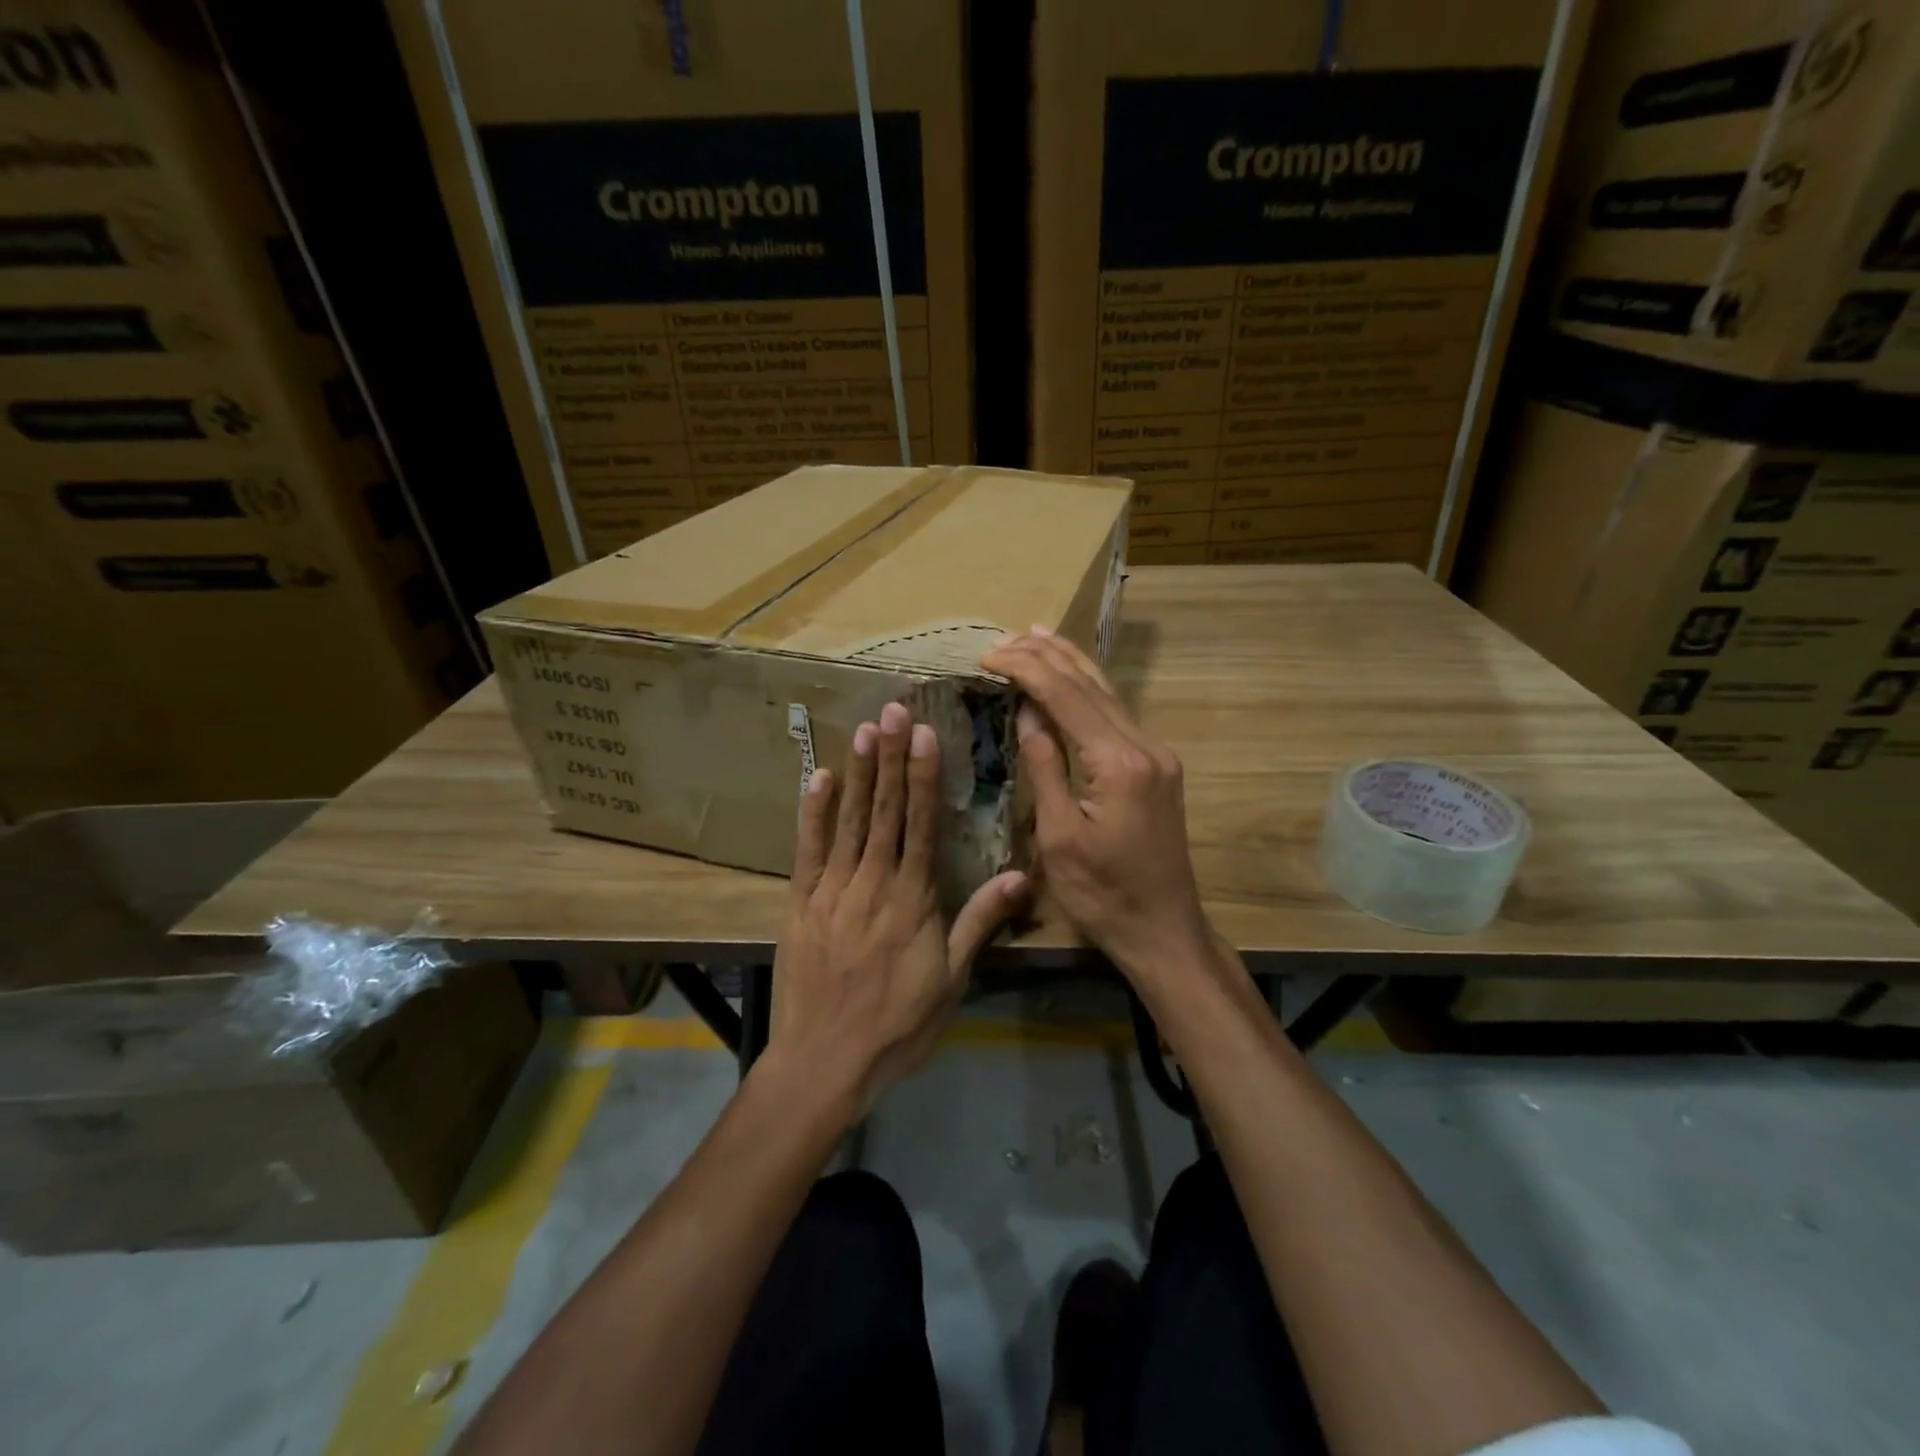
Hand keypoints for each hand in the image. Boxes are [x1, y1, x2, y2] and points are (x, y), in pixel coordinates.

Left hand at [769, 701, 1028, 1109]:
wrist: (826, 1061)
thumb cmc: (899, 1023)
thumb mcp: (953, 979)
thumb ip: (981, 921)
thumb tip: (1021, 876)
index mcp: (913, 898)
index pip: (921, 824)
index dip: (923, 776)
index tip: (923, 734)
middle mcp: (873, 882)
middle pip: (885, 811)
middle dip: (890, 759)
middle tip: (891, 710)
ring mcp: (832, 890)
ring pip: (849, 821)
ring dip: (859, 774)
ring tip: (864, 730)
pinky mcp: (801, 904)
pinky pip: (807, 851)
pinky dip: (814, 813)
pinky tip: (819, 778)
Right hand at [981, 629, 1213, 989]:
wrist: (1164, 929)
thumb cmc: (1103, 894)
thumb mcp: (1059, 836)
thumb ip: (1045, 766)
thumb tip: (1028, 712)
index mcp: (1119, 763)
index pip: (1066, 697)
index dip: (1026, 669)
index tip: (988, 655)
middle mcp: (1145, 746)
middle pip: (1091, 684)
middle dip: (1045, 655)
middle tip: (1003, 638)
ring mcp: (1156, 754)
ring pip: (1108, 692)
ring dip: (1070, 662)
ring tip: (1036, 634)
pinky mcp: (1156, 766)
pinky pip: (1116, 714)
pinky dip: (1088, 689)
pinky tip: (1072, 677)